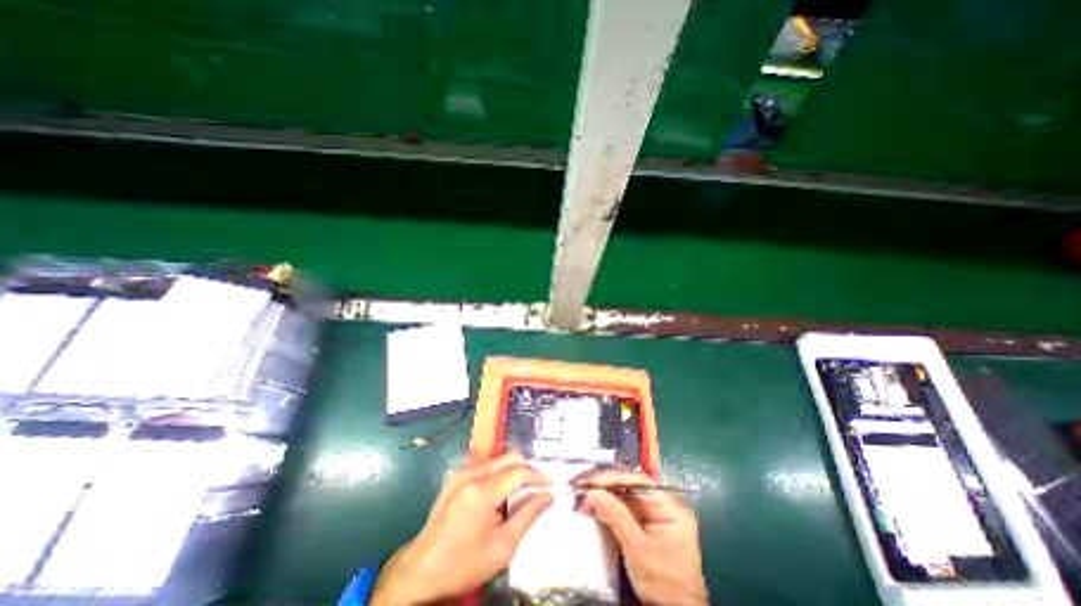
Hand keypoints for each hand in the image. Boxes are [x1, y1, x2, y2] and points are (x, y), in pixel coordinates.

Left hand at [374, 452, 555, 603]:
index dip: (538, 476)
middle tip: (538, 488)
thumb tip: (548, 496)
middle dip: (528, 470)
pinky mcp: (455, 475)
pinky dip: (500, 473)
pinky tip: (502, 493)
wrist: (421, 572)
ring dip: (514, 470)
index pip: (518, 471)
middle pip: (509, 457)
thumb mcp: (502, 547)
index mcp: (481, 490)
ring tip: (522, 492)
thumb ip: (528, 515)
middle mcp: (470, 473)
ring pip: (499, 458)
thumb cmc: (463, 564)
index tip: (552, 485)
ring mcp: (460, 472)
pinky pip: (486, 465)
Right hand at [573, 469, 711, 605]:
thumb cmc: (666, 587)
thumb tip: (595, 492)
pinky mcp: (641, 523)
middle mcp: (661, 505)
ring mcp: (651, 514)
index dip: (613, 477)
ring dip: (601, 494)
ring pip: (621, 495)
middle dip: (603, 484)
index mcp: (670, 507)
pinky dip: (605, 506)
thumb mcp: (640, 552)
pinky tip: (591, 506)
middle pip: (628, 484)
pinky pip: (620, 507)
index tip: (591, 480)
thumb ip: (618, 518)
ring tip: (581, 497)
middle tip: (580, 485)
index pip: (638, 480)